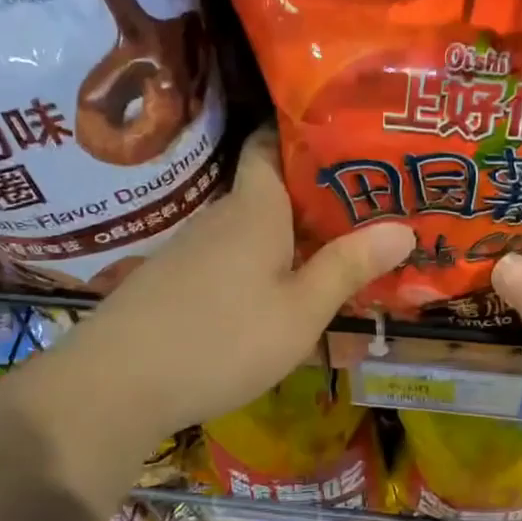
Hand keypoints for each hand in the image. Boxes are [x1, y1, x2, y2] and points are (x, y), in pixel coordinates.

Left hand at [21, 129, 413, 449]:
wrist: (116, 384)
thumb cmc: (223, 339)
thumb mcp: (300, 311)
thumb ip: (348, 268)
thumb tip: (404, 227)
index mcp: (253, 209)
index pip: (269, 144)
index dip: (304, 136)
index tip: (348, 145)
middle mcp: (218, 219)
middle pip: (268, 194)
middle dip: (313, 201)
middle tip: (365, 216)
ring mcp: (189, 252)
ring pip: (250, 235)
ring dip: (287, 244)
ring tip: (332, 262)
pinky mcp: (172, 285)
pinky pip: (227, 265)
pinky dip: (257, 272)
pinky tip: (274, 304)